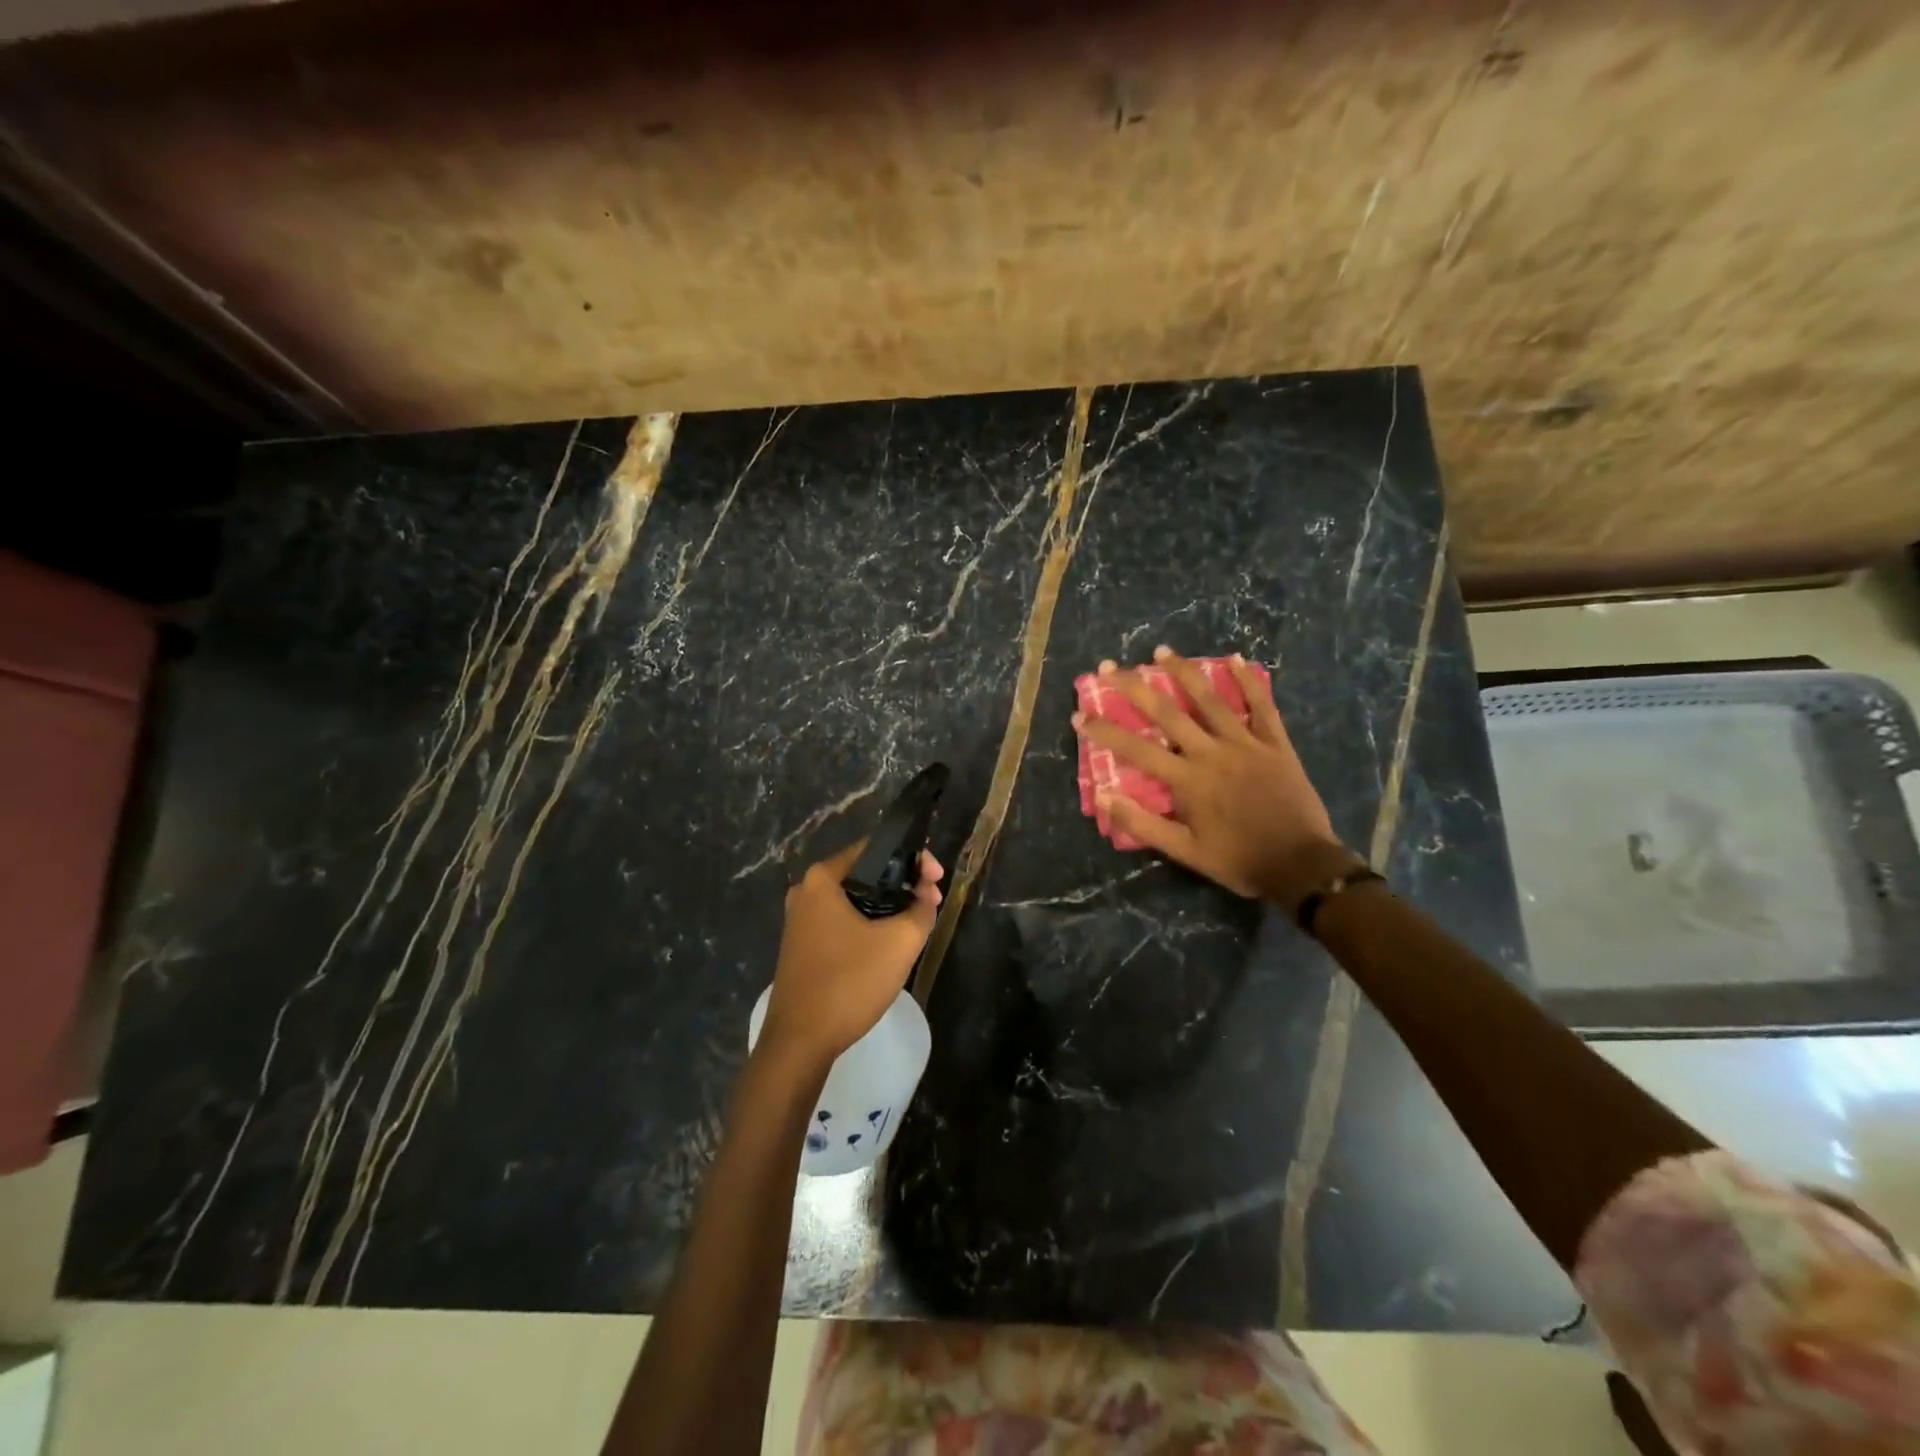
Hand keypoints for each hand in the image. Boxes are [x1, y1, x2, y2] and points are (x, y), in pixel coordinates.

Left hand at [759, 840, 943, 1067]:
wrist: (800, 1041)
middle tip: (932, 900)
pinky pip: (843, 920)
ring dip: (888, 905)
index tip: (937, 878)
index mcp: (823, 878)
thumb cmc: (849, 982)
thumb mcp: (900, 943)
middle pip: (865, 873)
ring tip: (918, 921)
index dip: (913, 858)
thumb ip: (921, 910)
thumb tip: (926, 896)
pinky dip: (869, 923)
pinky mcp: (802, 945)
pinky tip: (889, 942)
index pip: (875, 848)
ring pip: (855, 899)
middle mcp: (806, 891)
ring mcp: (800, 919)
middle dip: (903, 883)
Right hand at [1075, 646, 1360, 905]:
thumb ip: (1143, 823)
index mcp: (1188, 780)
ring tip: (1162, 651)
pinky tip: (1236, 659)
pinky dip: (1248, 682)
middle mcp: (1212, 753)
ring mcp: (1246, 744)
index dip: (1105, 731)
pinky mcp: (1275, 744)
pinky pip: (1261, 706)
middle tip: (1111, 667)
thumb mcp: (1185, 852)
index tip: (1080, 715)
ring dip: (1184, 673)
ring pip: (1210, 700)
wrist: (1300, 865)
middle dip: (1135, 687)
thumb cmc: (1238, 860)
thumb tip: (1104, 797)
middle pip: (1167, 713)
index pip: (1136, 749)